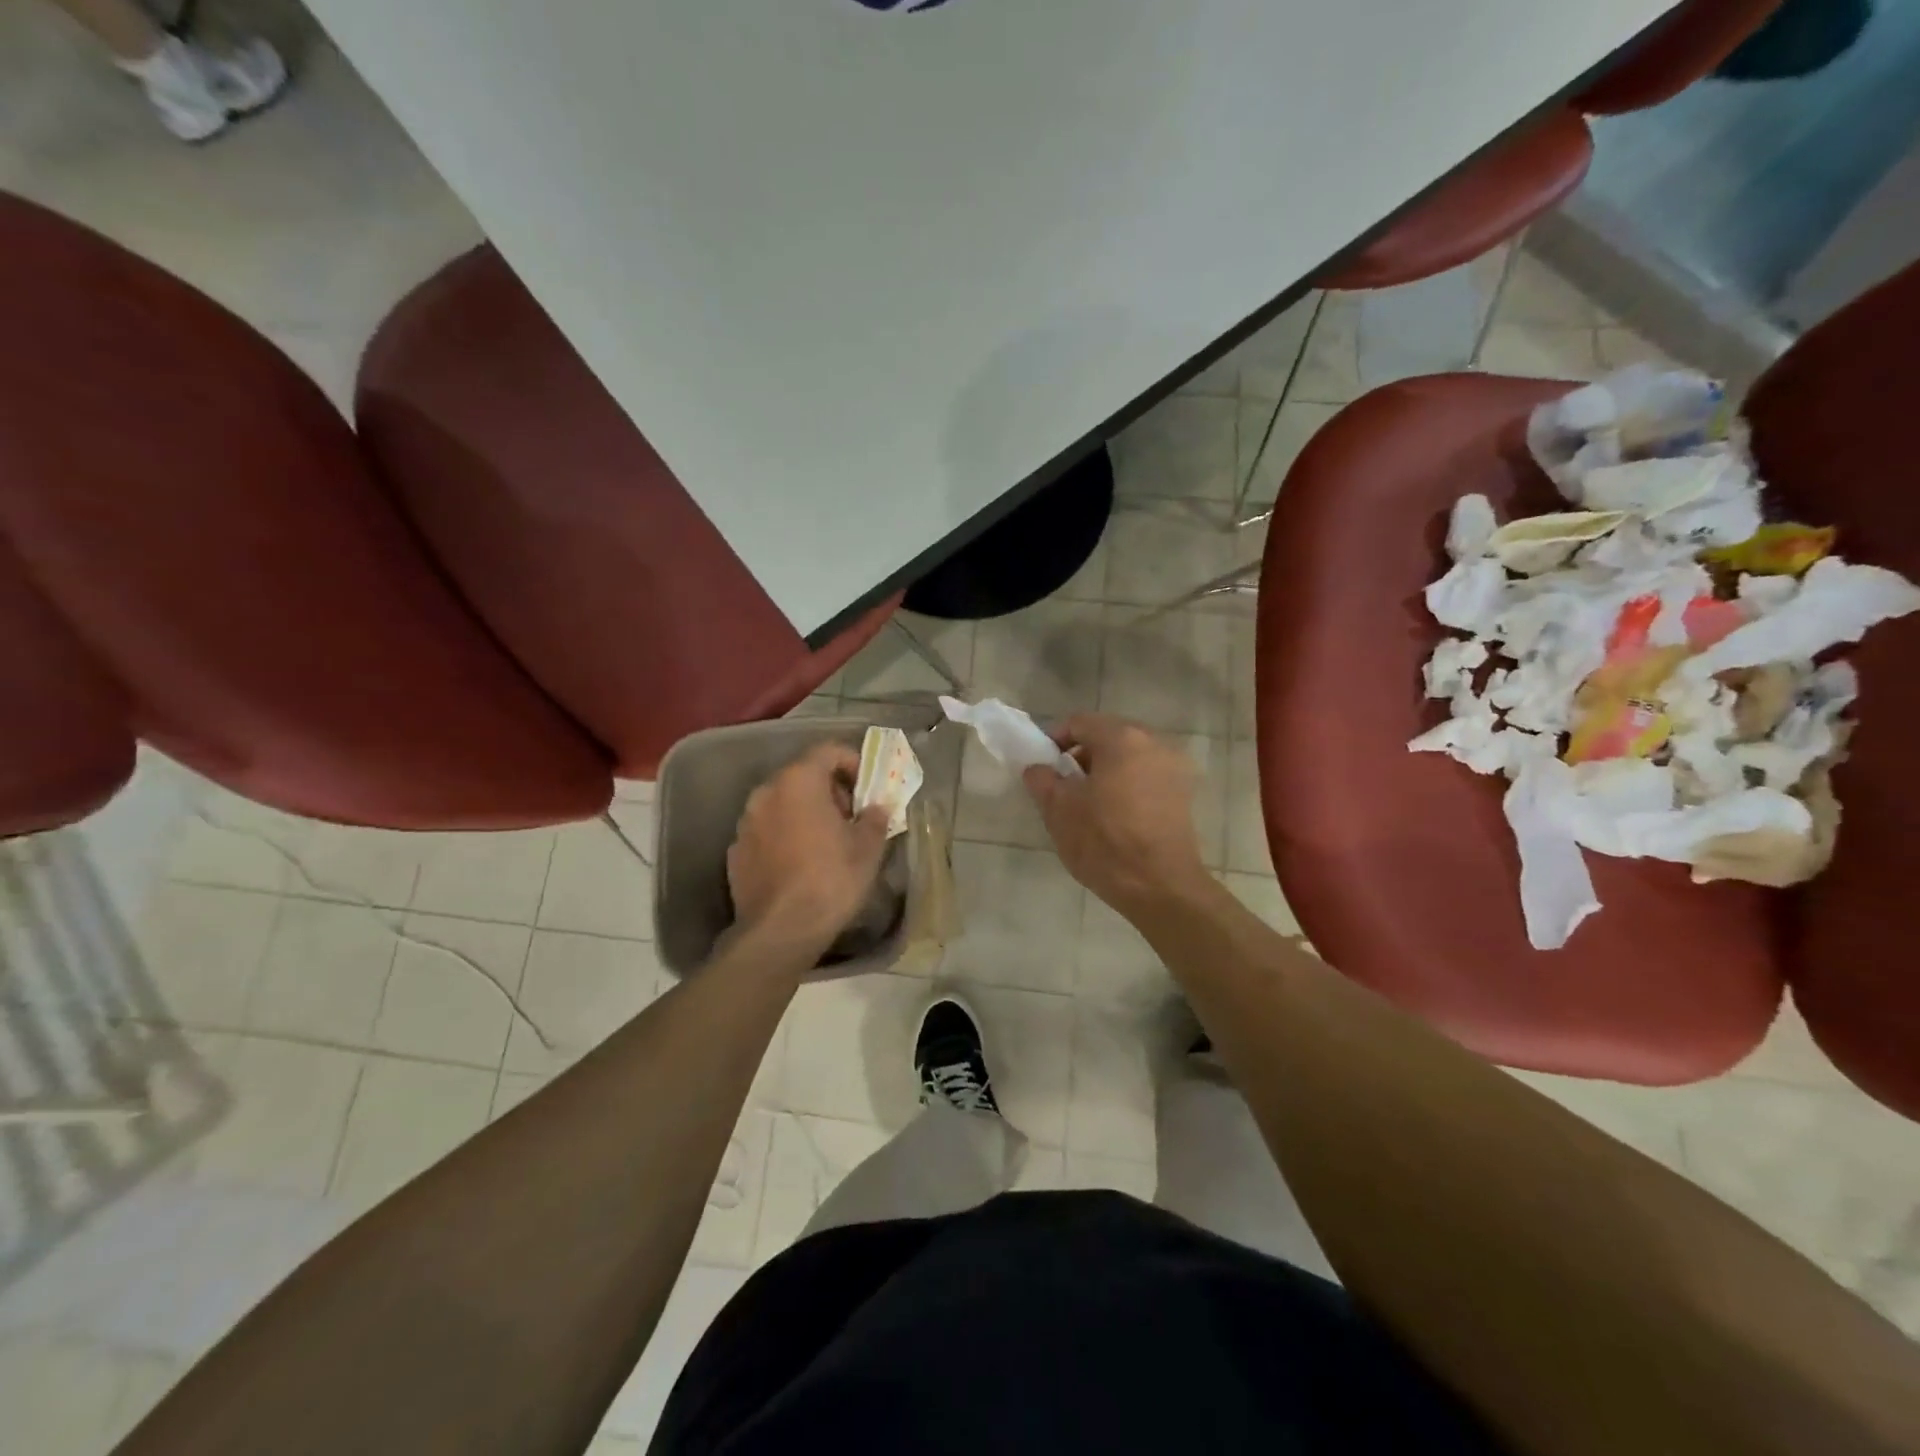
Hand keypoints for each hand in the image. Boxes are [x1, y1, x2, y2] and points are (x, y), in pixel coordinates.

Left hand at [727, 742, 890, 957]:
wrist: (780, 931)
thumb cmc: (831, 879)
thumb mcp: (868, 848)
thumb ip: (875, 817)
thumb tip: (876, 807)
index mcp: (798, 781)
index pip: (828, 750)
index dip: (853, 762)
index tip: (867, 787)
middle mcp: (766, 792)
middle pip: (802, 775)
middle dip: (829, 790)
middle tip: (851, 817)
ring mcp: (745, 822)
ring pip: (782, 803)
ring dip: (805, 813)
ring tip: (826, 842)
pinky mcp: (735, 851)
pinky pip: (766, 831)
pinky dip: (784, 836)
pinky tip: (799, 863)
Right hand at [1023, 714, 1210, 916]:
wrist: (1161, 887)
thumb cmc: (1105, 842)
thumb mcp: (1059, 810)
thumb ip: (1042, 780)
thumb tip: (1038, 768)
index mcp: (1122, 738)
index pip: (1079, 722)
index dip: (1054, 739)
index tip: (1041, 765)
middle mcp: (1153, 742)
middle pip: (1107, 735)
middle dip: (1081, 754)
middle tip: (1062, 783)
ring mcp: (1174, 767)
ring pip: (1129, 756)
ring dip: (1104, 769)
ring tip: (1086, 801)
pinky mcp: (1183, 793)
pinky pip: (1146, 775)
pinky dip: (1126, 783)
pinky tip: (1113, 813)